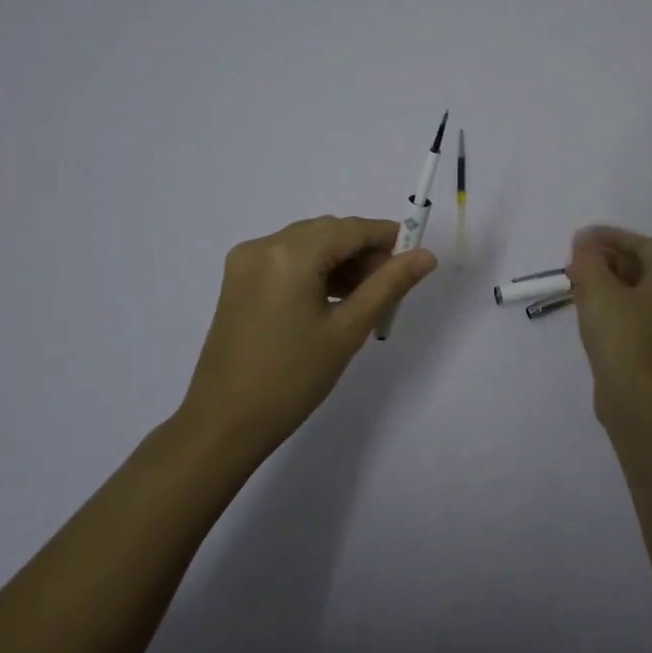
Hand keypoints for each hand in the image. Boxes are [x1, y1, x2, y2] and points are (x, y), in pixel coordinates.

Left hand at [179, 216, 436, 457]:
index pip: (351, 229)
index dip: (388, 238)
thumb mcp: (348, 330)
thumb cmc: (292, 378)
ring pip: (308, 243)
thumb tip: (426, 256)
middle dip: (363, 252)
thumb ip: (389, 285)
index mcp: (290, 254)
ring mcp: (246, 261)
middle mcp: (264, 245)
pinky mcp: (238, 279)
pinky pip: (287, 259)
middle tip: (389, 289)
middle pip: (328, 232)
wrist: (224, 423)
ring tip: (364, 298)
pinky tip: (332, 300)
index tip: (415, 260)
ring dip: (340, 261)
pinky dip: (314, 270)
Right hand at [567, 225, 651, 420]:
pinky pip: (631, 317)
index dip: (612, 236)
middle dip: (607, 260)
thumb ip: (588, 259)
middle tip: (576, 261)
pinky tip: (587, 313)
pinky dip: (610, 307)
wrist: (636, 399)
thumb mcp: (598, 289)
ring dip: (606, 284)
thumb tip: (584, 241)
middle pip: (641, 269)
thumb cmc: (621, 336)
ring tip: (576, 284)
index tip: (582, 238)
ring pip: (634, 295)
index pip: (643, 246)